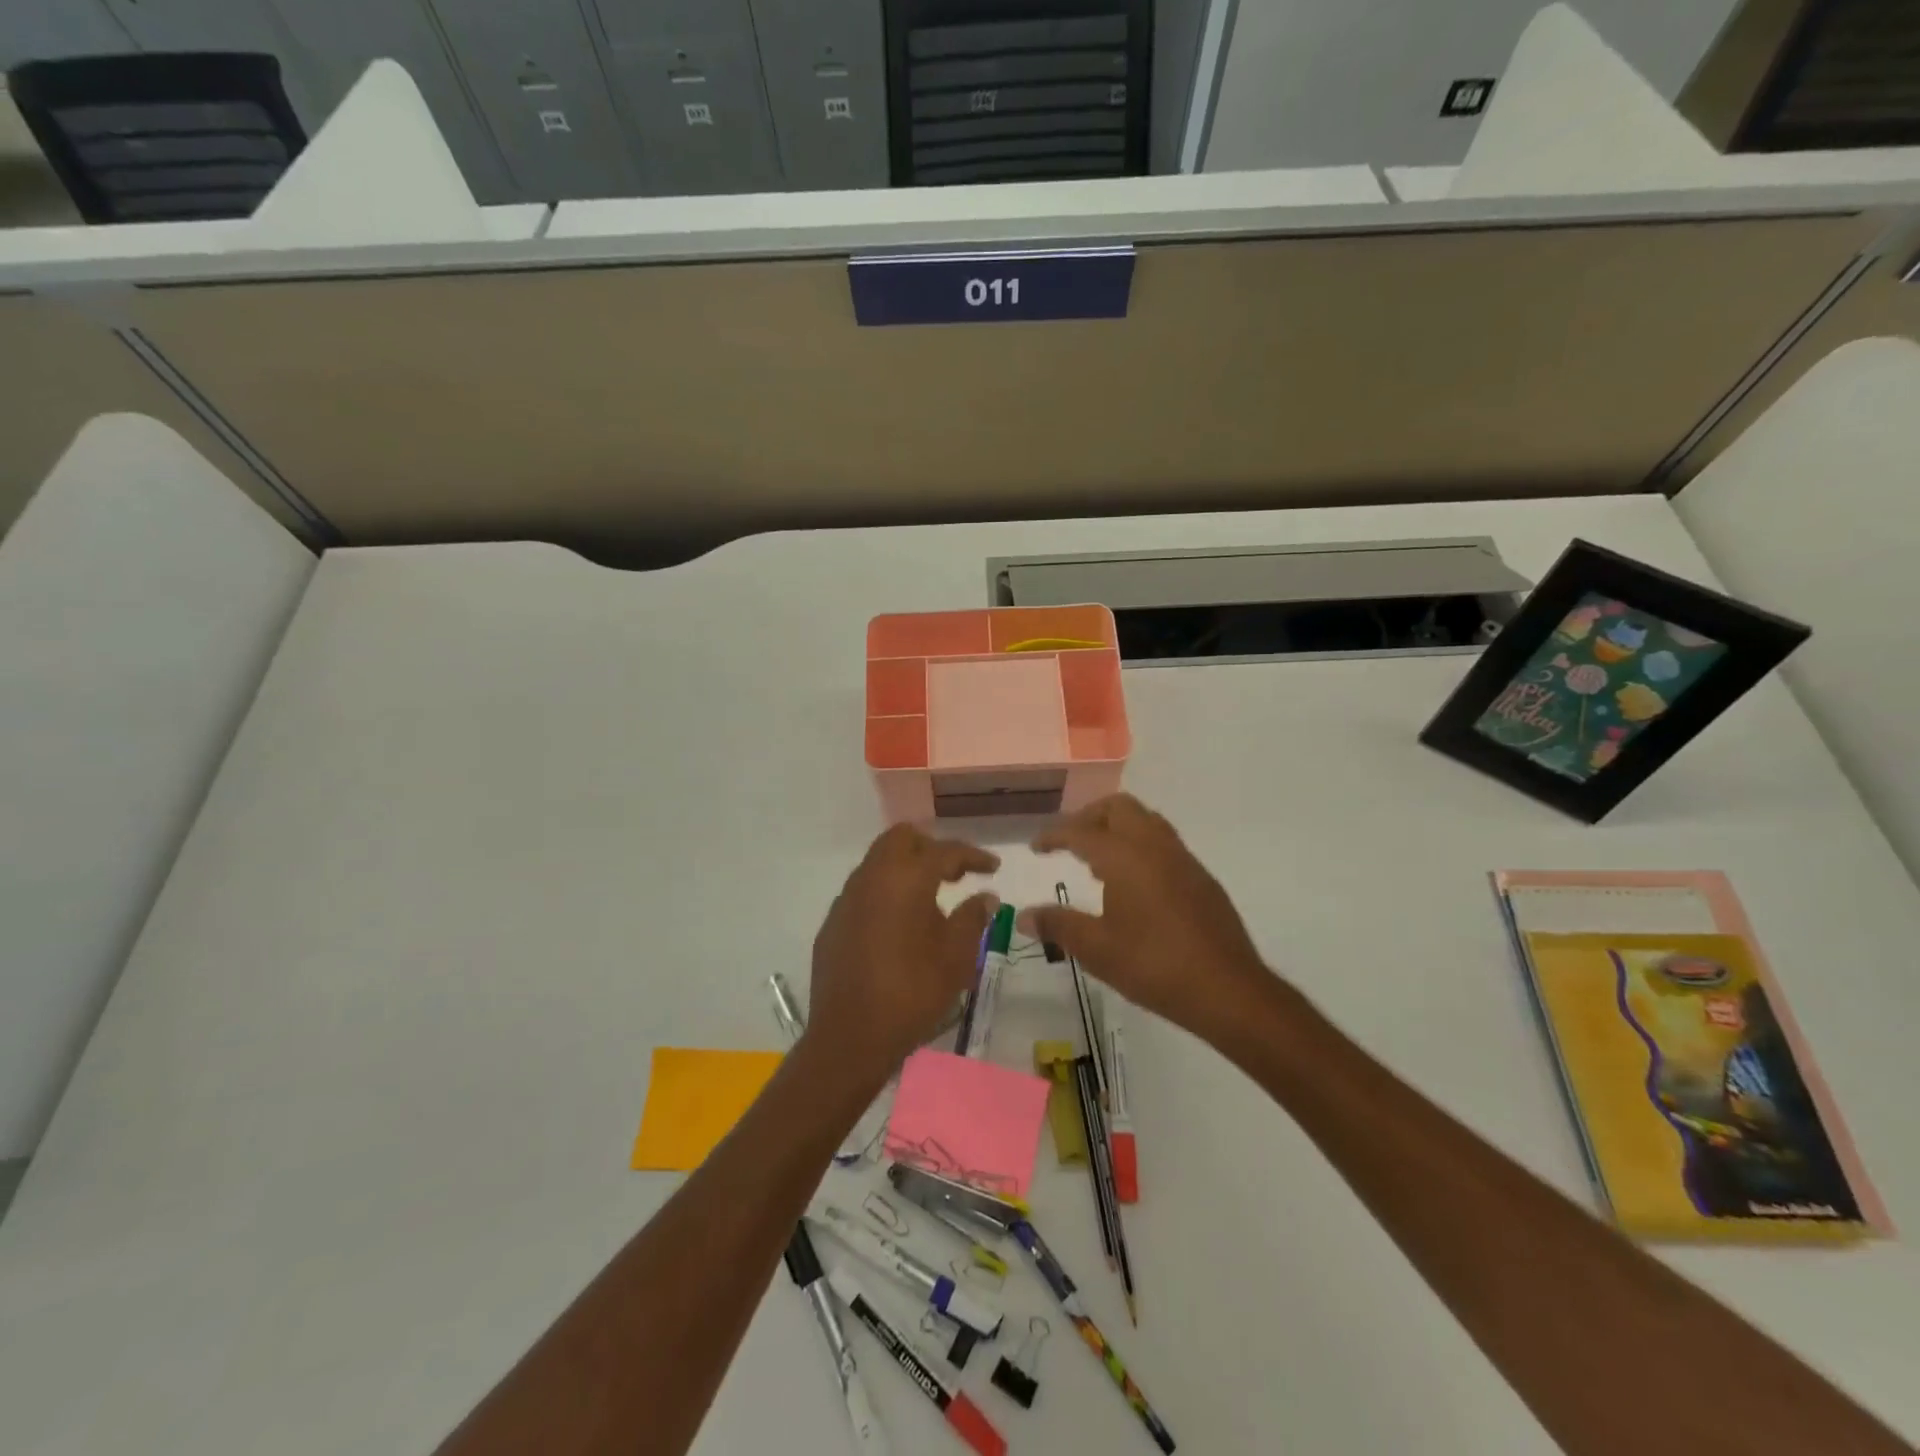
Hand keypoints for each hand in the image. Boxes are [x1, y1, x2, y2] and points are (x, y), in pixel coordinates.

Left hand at [806, 825, 1000, 1082]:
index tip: (992, 867)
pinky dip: (886, 891)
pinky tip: (899, 924)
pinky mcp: (833, 922)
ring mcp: (847, 898)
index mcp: (906, 878)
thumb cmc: (912, 993)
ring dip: (906, 868)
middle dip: (932, 847)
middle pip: (902, 839)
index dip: (973, 855)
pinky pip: (864, 890)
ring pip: (879, 861)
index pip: (945, 851)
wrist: (850, 1036)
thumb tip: (985, 896)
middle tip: (956, 873)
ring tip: (931, 898)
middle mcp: (872, 877)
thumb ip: (972, 918)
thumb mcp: (956, 957)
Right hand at [1021, 794, 1274, 1041]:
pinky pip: (1163, 843)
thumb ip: (1058, 926)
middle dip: (1089, 817)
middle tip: (1069, 842)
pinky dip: (1139, 845)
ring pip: (1145, 820)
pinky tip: (1132, 883)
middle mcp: (1154, 846)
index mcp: (1125, 857)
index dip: (1054, 835)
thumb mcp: (1097, 949)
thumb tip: (1024, 915)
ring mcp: (1183, 860)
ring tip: (1097, 858)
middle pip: (1118, 808)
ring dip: (1117, 828)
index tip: (1036, 847)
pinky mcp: (1201, 878)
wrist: (1228, 990)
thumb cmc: (1154, 966)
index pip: (1081, 831)